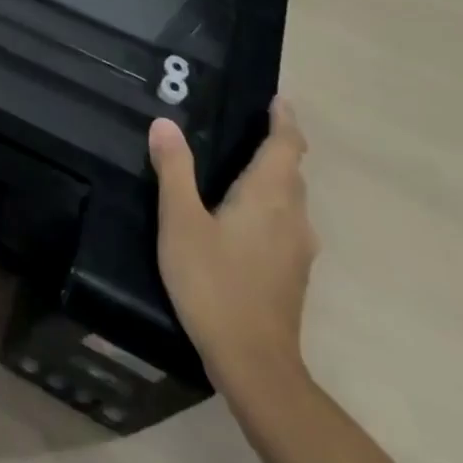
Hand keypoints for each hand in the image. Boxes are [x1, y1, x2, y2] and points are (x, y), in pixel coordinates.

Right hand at [149, 99, 318, 395]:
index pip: (286, 146)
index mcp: (268, 197)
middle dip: (277, 145)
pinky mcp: (291, 273)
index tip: (277, 99)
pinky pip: (286, 222)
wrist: (254, 363)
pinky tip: (242, 215)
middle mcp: (292, 217)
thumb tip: (165, 122)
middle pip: (292, 171)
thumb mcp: (181, 222)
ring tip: (242, 164)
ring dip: (274, 177)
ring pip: (291, 199)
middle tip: (248, 124)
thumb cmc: (214, 283)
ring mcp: (297, 249)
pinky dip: (270, 204)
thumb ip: (174, 170)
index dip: (283, 120)